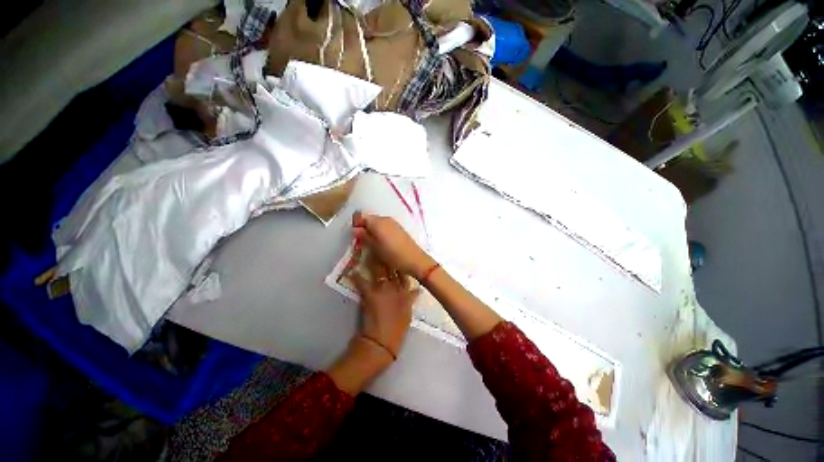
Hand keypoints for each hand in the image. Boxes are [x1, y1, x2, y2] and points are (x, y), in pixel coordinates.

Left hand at [350, 254, 419, 357]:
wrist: (383, 341)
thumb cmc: (398, 329)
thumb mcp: (409, 313)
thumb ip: (412, 299)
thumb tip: (418, 290)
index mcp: (406, 292)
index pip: (405, 275)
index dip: (402, 264)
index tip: (398, 255)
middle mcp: (396, 287)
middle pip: (393, 269)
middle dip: (389, 258)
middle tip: (384, 248)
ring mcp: (383, 290)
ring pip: (380, 271)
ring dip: (375, 261)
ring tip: (371, 251)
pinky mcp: (370, 294)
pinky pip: (362, 282)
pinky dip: (357, 276)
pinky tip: (352, 270)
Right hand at [352, 211, 435, 279]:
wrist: (414, 260)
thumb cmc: (393, 255)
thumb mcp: (375, 247)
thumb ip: (364, 236)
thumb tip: (355, 229)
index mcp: (377, 221)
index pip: (360, 216)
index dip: (356, 224)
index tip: (355, 236)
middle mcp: (385, 218)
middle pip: (369, 219)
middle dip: (363, 228)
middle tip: (361, 241)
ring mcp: (393, 223)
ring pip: (377, 223)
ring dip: (372, 230)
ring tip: (371, 244)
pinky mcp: (399, 228)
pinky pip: (385, 226)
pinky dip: (380, 232)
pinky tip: (381, 243)